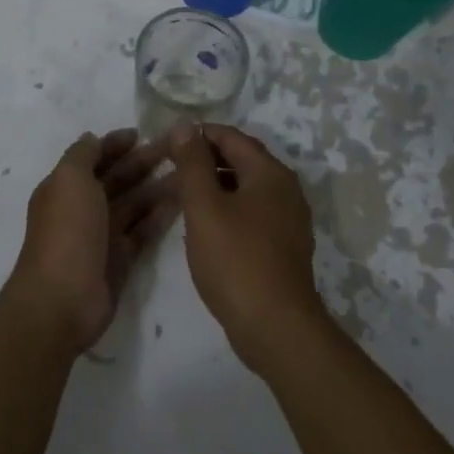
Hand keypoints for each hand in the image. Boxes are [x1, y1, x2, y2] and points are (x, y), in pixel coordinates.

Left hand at [7, 129, 180, 352]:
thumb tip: (94, 138)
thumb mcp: (69, 180)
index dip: (115, 143)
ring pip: (134, 203)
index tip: (143, 133)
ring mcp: (102, 234)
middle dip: (143, 161)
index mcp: (66, 186)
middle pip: (117, 178)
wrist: (63, 299)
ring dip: (157, 186)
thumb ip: (82, 155)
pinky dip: (160, 215)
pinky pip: (143, 229)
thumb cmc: (66, 231)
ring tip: (188, 172)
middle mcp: (83, 207)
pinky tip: (182, 200)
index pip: (94, 157)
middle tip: (177, 148)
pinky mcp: (121, 258)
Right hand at [172, 124, 328, 377]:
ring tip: (181, 197)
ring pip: (246, 188)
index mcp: (269, 172)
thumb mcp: (204, 206)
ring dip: (214, 185)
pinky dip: (227, 209)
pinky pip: (252, 213)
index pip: (230, 136)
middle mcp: (286, 189)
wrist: (276, 327)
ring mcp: (289, 219)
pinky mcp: (284, 246)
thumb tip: (185, 126)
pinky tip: (205, 227)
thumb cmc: (235, 260)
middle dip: (204, 160)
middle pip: (241, 160)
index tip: (165, 144)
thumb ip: (193, 164)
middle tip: (169, 170)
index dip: (196, 135)